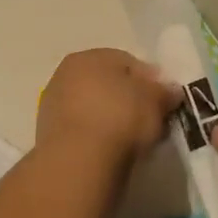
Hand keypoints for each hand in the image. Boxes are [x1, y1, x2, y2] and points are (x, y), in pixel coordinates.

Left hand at [36, 49, 182, 164]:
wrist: (78, 161)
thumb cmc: (120, 118)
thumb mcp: (155, 100)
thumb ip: (164, 92)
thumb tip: (169, 90)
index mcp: (90, 56)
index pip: (127, 62)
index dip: (150, 81)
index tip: (164, 101)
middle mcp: (65, 74)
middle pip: (107, 84)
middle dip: (129, 99)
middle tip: (150, 120)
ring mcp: (53, 105)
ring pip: (93, 107)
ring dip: (111, 119)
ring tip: (133, 140)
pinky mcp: (48, 135)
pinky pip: (83, 129)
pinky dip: (97, 136)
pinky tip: (111, 151)